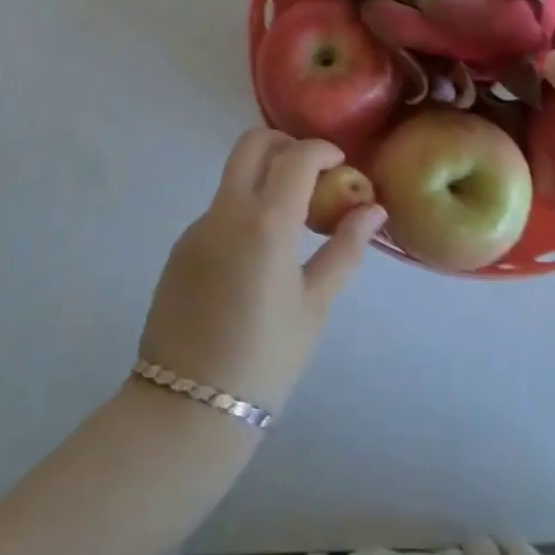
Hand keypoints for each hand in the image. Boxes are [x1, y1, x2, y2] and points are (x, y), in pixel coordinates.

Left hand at [137, 129, 384, 417]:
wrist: (185, 411)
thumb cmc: (265, 360)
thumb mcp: (315, 306)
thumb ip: (346, 249)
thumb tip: (374, 210)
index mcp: (266, 223)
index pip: (297, 156)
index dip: (322, 149)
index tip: (340, 163)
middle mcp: (226, 212)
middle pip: (252, 143)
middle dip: (286, 144)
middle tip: (311, 174)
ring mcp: (197, 228)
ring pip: (233, 176)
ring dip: (265, 178)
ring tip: (291, 222)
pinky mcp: (180, 248)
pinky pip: (218, 211)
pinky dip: (244, 210)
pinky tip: (258, 256)